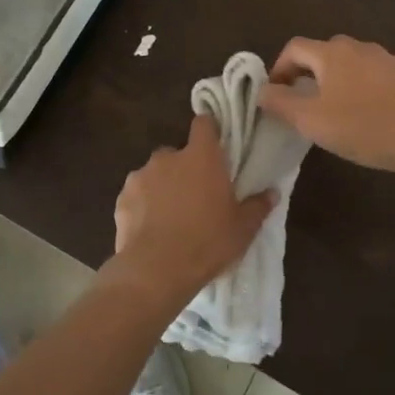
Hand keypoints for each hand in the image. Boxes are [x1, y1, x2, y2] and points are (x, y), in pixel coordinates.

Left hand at [112, 116, 274, 302]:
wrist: (156, 270)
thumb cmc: (208, 242)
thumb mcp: (243, 229)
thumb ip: (257, 206)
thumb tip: (272, 193)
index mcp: (201, 157)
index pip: (204, 124)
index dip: (209, 131)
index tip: (215, 146)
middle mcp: (168, 158)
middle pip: (178, 153)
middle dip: (185, 169)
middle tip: (196, 196)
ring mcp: (140, 176)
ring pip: (155, 175)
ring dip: (163, 188)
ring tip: (171, 218)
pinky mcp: (122, 198)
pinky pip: (137, 196)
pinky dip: (143, 206)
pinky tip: (151, 229)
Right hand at [260, 35, 394, 175]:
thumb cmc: (363, 126)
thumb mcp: (311, 120)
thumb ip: (281, 103)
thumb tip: (261, 91)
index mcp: (332, 53)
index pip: (294, 47)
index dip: (278, 68)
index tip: (275, 95)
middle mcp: (358, 47)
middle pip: (323, 52)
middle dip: (307, 73)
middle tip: (302, 103)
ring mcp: (386, 59)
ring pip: (350, 64)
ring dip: (335, 81)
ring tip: (334, 111)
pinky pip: (373, 76)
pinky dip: (361, 88)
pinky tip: (367, 115)